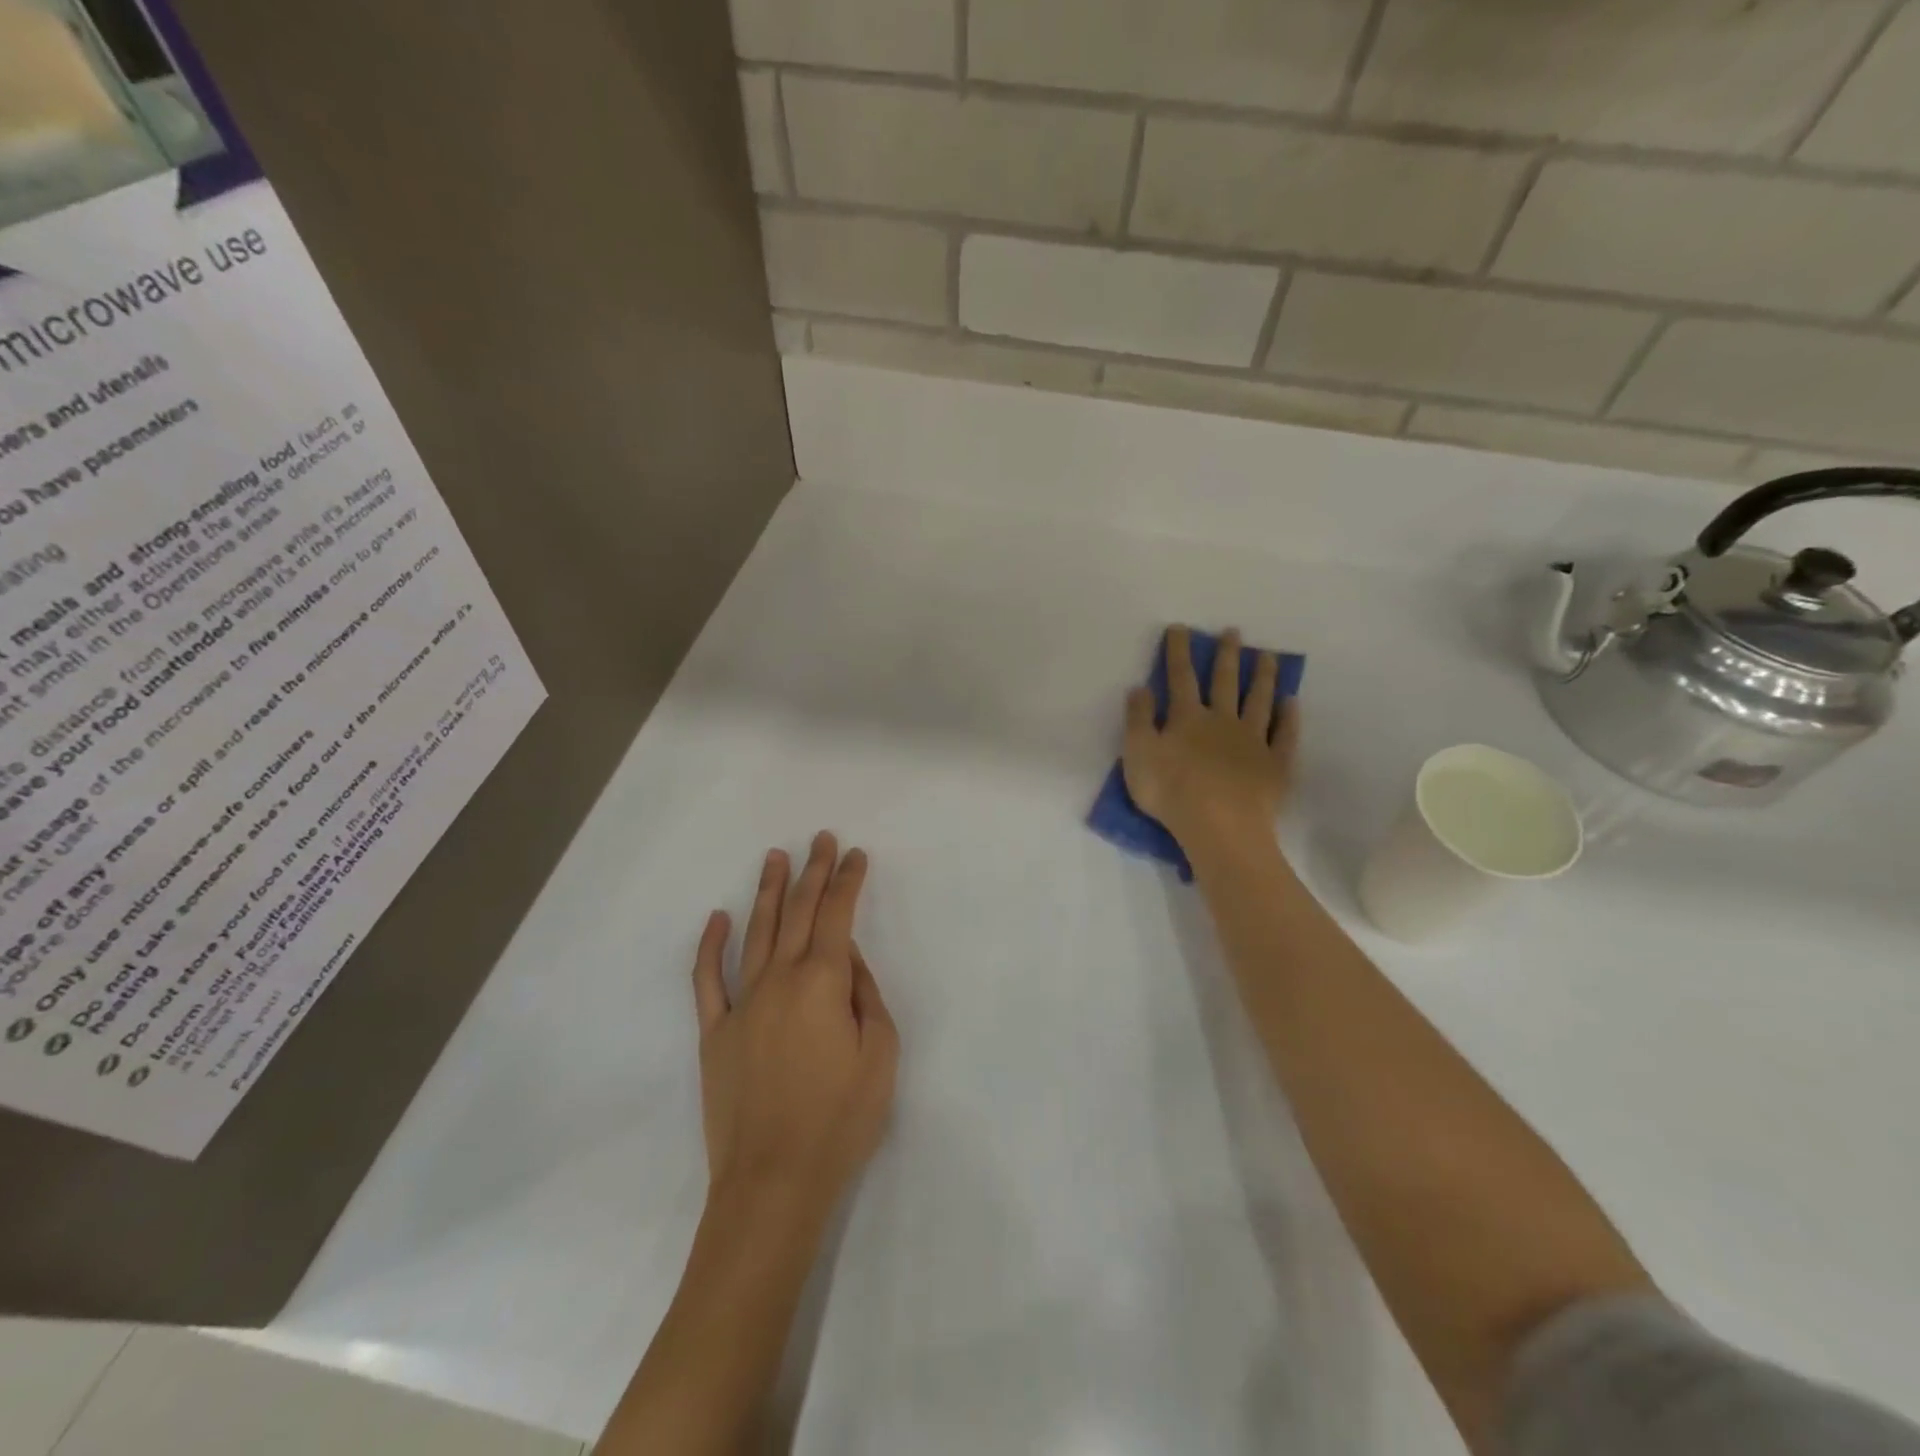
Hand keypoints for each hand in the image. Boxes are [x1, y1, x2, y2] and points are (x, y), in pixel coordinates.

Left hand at [690, 832, 899, 1223]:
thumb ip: (866, 996)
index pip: (838, 915)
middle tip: (821, 838)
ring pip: (756, 932)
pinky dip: (710, 945)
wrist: (773, 1183)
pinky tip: (717, 918)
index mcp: (824, 982)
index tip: (855, 854)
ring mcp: (741, 1003)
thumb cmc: (840, 1120)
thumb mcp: (880, 1055)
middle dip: (813, 871)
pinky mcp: (715, 1032)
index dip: (848, 880)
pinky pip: (708, 978)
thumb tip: (849, 960)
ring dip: (768, 892)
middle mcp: (780, 979)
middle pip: (799, 912)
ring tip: (776, 857)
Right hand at [1122, 626, 1299, 852]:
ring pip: (1259, 701)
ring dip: (1263, 678)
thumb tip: (1140, 687)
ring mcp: (1253, 741)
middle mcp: (1222, 721)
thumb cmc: (1171, 791)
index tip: (1180, 628)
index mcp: (1187, 718)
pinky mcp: (1275, 764)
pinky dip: (1289, 718)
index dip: (1178, 652)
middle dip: (1227, 655)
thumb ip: (1138, 719)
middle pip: (1225, 682)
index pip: (1180, 677)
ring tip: (1269, 657)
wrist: (1219, 826)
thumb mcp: (1138, 754)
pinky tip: (1292, 703)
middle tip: (1234, 632)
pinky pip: (1285, 735)